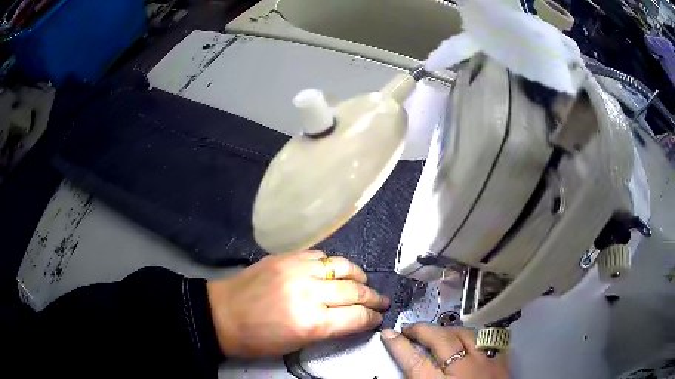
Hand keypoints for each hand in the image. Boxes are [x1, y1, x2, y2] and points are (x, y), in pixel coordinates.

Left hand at [207, 251, 389, 357]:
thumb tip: (352, 319)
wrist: (222, 314)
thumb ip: (328, 329)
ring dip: (358, 276)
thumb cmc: (258, 340)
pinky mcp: (286, 257)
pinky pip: (320, 255)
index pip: (356, 316)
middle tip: (381, 301)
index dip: (372, 318)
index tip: (378, 318)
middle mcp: (308, 292)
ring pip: (342, 266)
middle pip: (355, 290)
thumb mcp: (297, 343)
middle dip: (373, 298)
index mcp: (311, 322)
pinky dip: (333, 264)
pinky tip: (334, 271)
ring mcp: (296, 269)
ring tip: (363, 282)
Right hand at [381, 324, 508, 378]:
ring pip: (465, 334)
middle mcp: (464, 371)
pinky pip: (487, 341)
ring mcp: (486, 364)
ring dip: (447, 331)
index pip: (414, 360)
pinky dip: (474, 338)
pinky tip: (467, 339)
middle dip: (422, 330)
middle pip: (441, 340)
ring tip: (437, 332)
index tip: (389, 334)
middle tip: (410, 329)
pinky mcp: (501, 363)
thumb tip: (406, 372)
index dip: (399, 345)